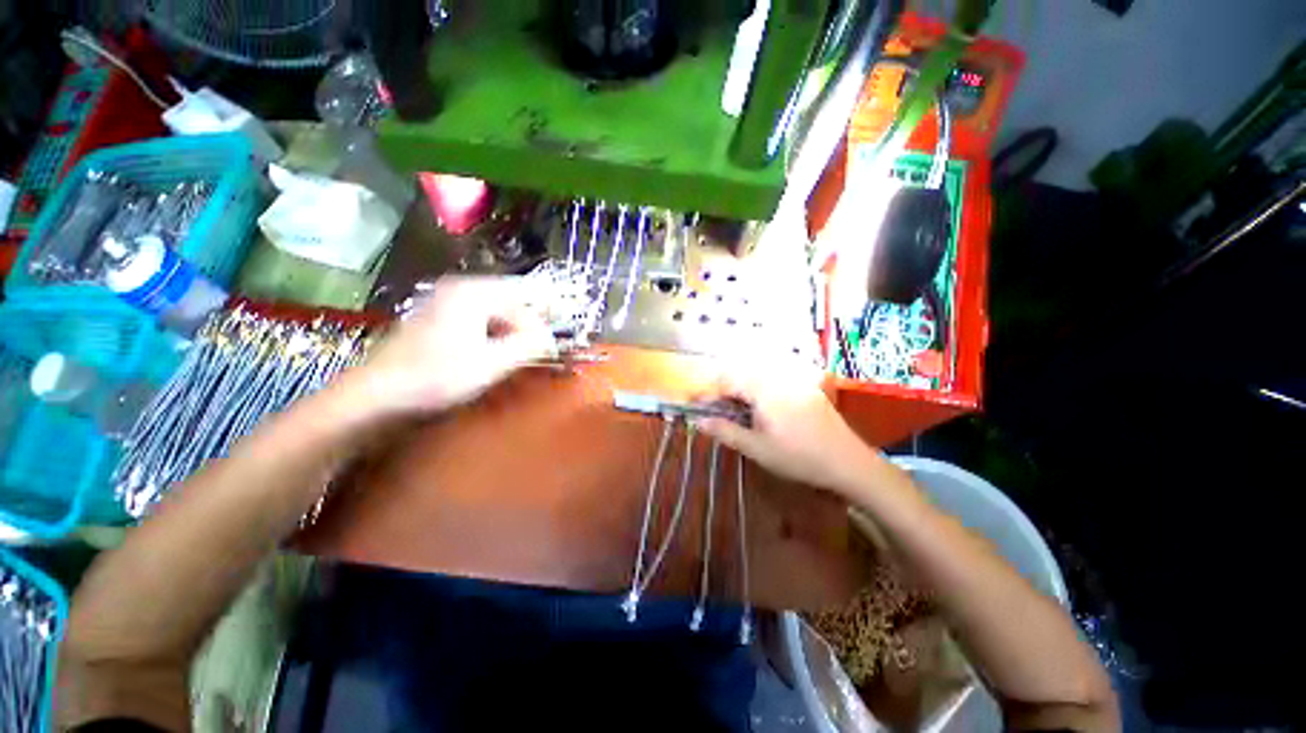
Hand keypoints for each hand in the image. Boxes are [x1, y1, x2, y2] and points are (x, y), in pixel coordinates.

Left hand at [354, 276, 555, 415]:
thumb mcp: (493, 363)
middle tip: (534, 353)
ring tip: (515, 356)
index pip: (522, 300)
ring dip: (509, 332)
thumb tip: (551, 338)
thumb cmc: (438, 376)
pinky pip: (477, 318)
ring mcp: (445, 300)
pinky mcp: (437, 315)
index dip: (539, 324)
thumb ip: (528, 346)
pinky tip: (491, 353)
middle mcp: (460, 288)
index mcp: (473, 293)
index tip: (548, 348)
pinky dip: (492, 334)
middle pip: (508, 302)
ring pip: (494, 311)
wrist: (378, 392)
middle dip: (524, 327)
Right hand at [696, 362, 882, 493]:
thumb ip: (725, 431)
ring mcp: (795, 381)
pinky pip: (774, 382)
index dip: (708, 393)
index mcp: (764, 389)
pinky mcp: (806, 388)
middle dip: (723, 391)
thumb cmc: (799, 457)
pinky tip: (761, 411)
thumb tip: (698, 421)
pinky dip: (759, 392)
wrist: (849, 463)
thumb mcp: (757, 448)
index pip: (727, 381)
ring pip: (757, 378)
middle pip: (741, 375)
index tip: (694, 405)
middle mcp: (779, 377)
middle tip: (714, 411)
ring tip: (735, 413)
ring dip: (741, 391)